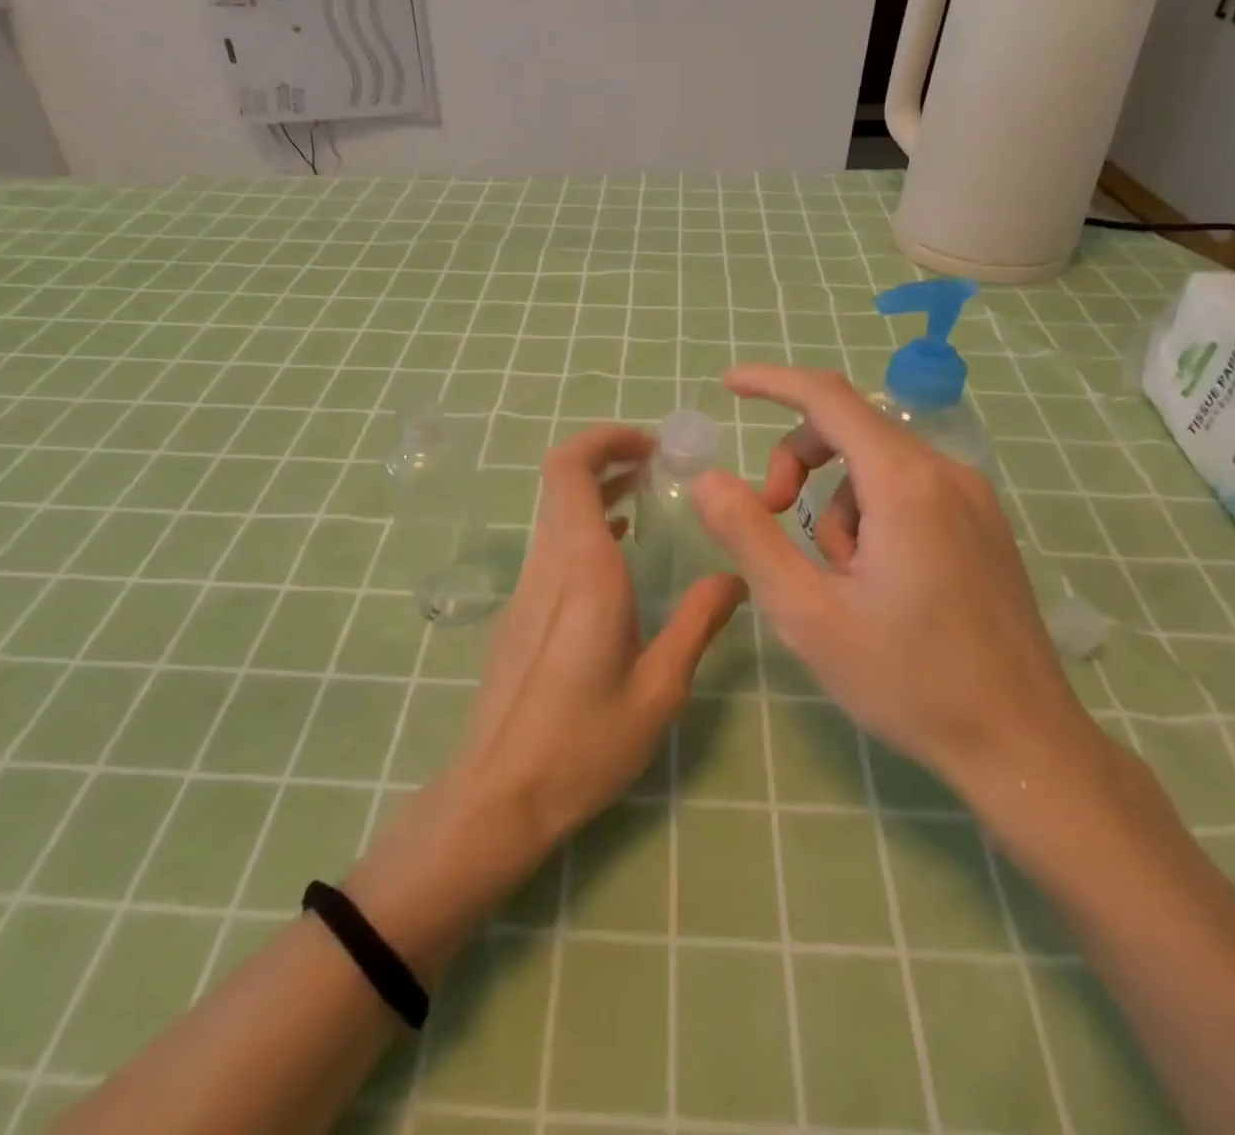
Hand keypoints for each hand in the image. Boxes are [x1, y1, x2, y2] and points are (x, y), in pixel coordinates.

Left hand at [454, 425, 746, 848]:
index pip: (570, 468)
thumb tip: (733, 578)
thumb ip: (697, 623)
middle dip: (608, 458)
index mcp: (582, 568)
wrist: (500, 794)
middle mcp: (548, 564)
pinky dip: (586, 527)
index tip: (651, 445)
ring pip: (555, 512)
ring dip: (597, 492)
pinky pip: (552, 546)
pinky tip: (621, 553)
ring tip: (647, 497)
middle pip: (561, 480)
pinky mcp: (520, 610)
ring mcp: (527, 586)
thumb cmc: (585, 742)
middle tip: (659, 465)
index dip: (604, 439)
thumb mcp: (659, 688)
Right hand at [689, 366, 1099, 794]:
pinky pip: (908, 491)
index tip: (728, 385)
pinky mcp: (983, 525)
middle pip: (850, 429)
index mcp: (904, 483)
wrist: (1024, 746)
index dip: (771, 382)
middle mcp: (946, 473)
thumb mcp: (808, 613)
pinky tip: (877, 582)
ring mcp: (973, 498)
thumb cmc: (908, 680)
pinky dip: (870, 517)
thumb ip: (749, 536)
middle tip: (771, 519)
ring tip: (839, 579)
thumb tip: (707, 479)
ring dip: (835, 505)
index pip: (827, 397)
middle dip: (796, 462)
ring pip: (876, 466)